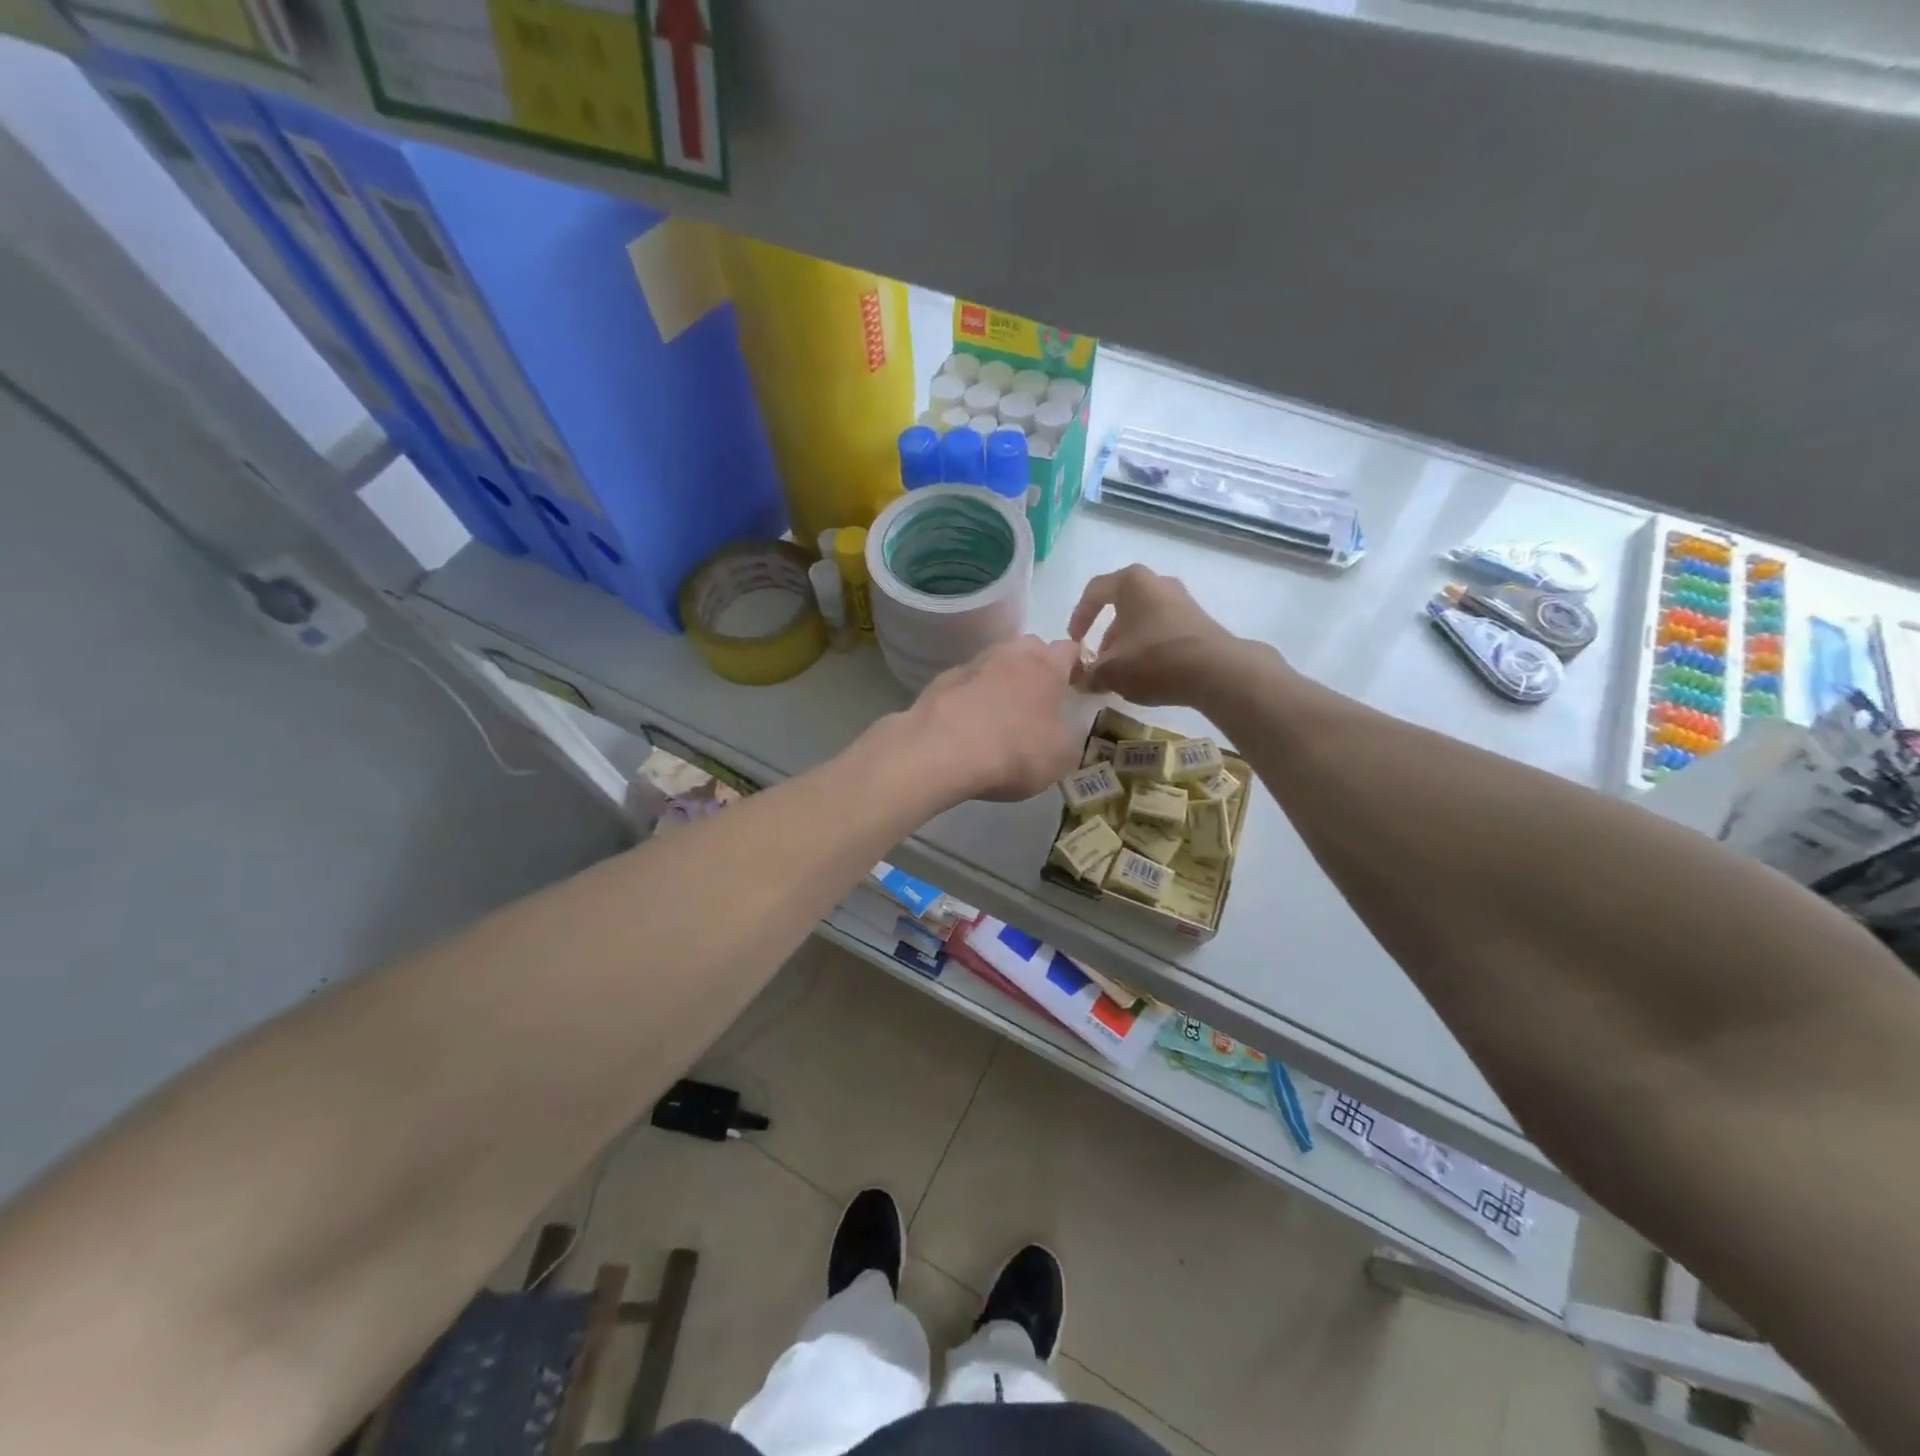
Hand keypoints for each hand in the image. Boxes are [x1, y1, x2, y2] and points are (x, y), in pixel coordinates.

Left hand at [905, 635, 1083, 801]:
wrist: (941, 752)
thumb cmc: (1014, 751)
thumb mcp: (1060, 758)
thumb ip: (1068, 740)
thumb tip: (1062, 735)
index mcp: (1046, 666)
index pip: (1069, 649)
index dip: (1076, 666)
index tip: (1076, 687)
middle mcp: (1009, 655)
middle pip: (1030, 649)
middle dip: (1037, 667)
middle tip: (1038, 700)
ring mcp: (971, 665)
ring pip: (994, 663)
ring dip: (1001, 681)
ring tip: (1000, 715)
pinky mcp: (940, 682)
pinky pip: (965, 684)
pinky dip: (970, 698)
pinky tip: (967, 725)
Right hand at [1069, 565, 1252, 705]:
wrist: (1217, 671)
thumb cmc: (1154, 660)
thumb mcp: (1110, 672)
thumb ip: (1088, 674)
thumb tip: (1078, 679)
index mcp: (1131, 582)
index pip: (1095, 591)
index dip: (1079, 616)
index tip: (1074, 642)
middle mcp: (1158, 583)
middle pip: (1122, 606)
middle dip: (1107, 635)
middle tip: (1100, 661)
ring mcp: (1183, 600)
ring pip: (1144, 619)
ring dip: (1129, 643)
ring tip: (1124, 672)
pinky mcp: (1200, 621)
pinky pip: (1164, 629)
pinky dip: (1151, 647)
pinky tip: (1149, 673)